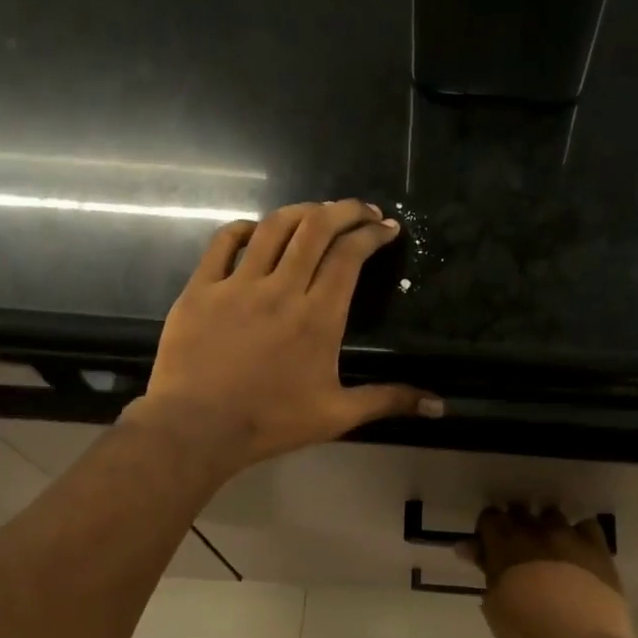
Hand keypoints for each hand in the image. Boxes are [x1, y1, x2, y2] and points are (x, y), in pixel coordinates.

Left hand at [134, 199, 439, 473]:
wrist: (198, 428)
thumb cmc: (272, 422)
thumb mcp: (338, 415)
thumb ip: (388, 400)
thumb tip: (440, 406)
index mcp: (319, 316)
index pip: (350, 256)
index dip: (372, 234)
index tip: (387, 228)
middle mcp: (282, 288)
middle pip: (317, 229)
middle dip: (345, 210)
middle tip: (362, 210)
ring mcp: (238, 284)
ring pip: (275, 227)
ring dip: (302, 212)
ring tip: (318, 213)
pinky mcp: (202, 288)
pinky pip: (224, 242)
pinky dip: (245, 228)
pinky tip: (257, 230)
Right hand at [458, 506, 637, 637]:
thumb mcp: (496, 609)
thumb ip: (486, 572)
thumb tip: (470, 548)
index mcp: (506, 546)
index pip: (490, 518)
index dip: (488, 531)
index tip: (488, 548)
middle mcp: (538, 532)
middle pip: (521, 512)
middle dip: (515, 526)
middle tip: (516, 553)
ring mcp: (571, 538)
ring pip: (553, 516)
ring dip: (546, 528)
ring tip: (548, 553)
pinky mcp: (599, 550)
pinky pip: (586, 527)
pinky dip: (579, 535)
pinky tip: (578, 554)